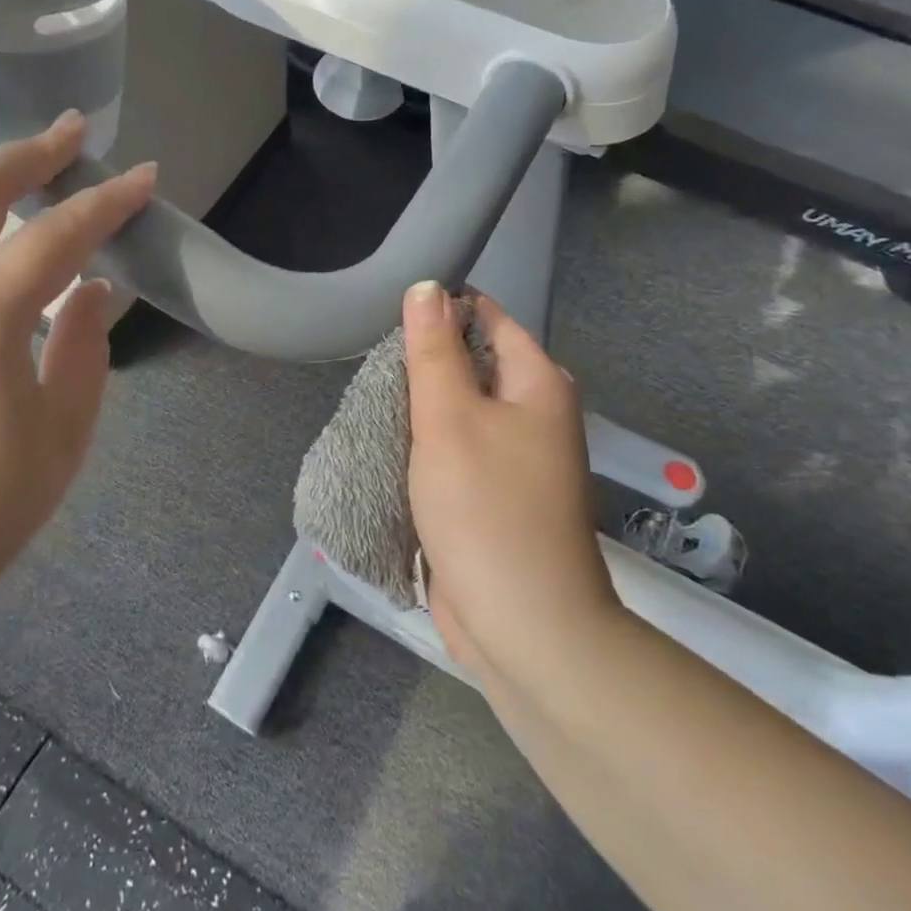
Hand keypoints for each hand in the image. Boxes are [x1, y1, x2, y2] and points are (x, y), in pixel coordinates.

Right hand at [402, 284, 619, 680]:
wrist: (523, 625)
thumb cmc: (486, 508)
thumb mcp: (449, 418)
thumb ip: (434, 350)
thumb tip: (427, 286)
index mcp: (538, 384)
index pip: (488, 318)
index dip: (443, 309)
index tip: (390, 315)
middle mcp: (535, 413)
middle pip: (474, 363)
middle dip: (426, 361)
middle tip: (373, 362)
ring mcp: (518, 457)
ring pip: (462, 409)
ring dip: (423, 406)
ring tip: (373, 398)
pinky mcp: (496, 494)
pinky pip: (459, 449)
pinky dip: (428, 443)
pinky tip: (391, 443)